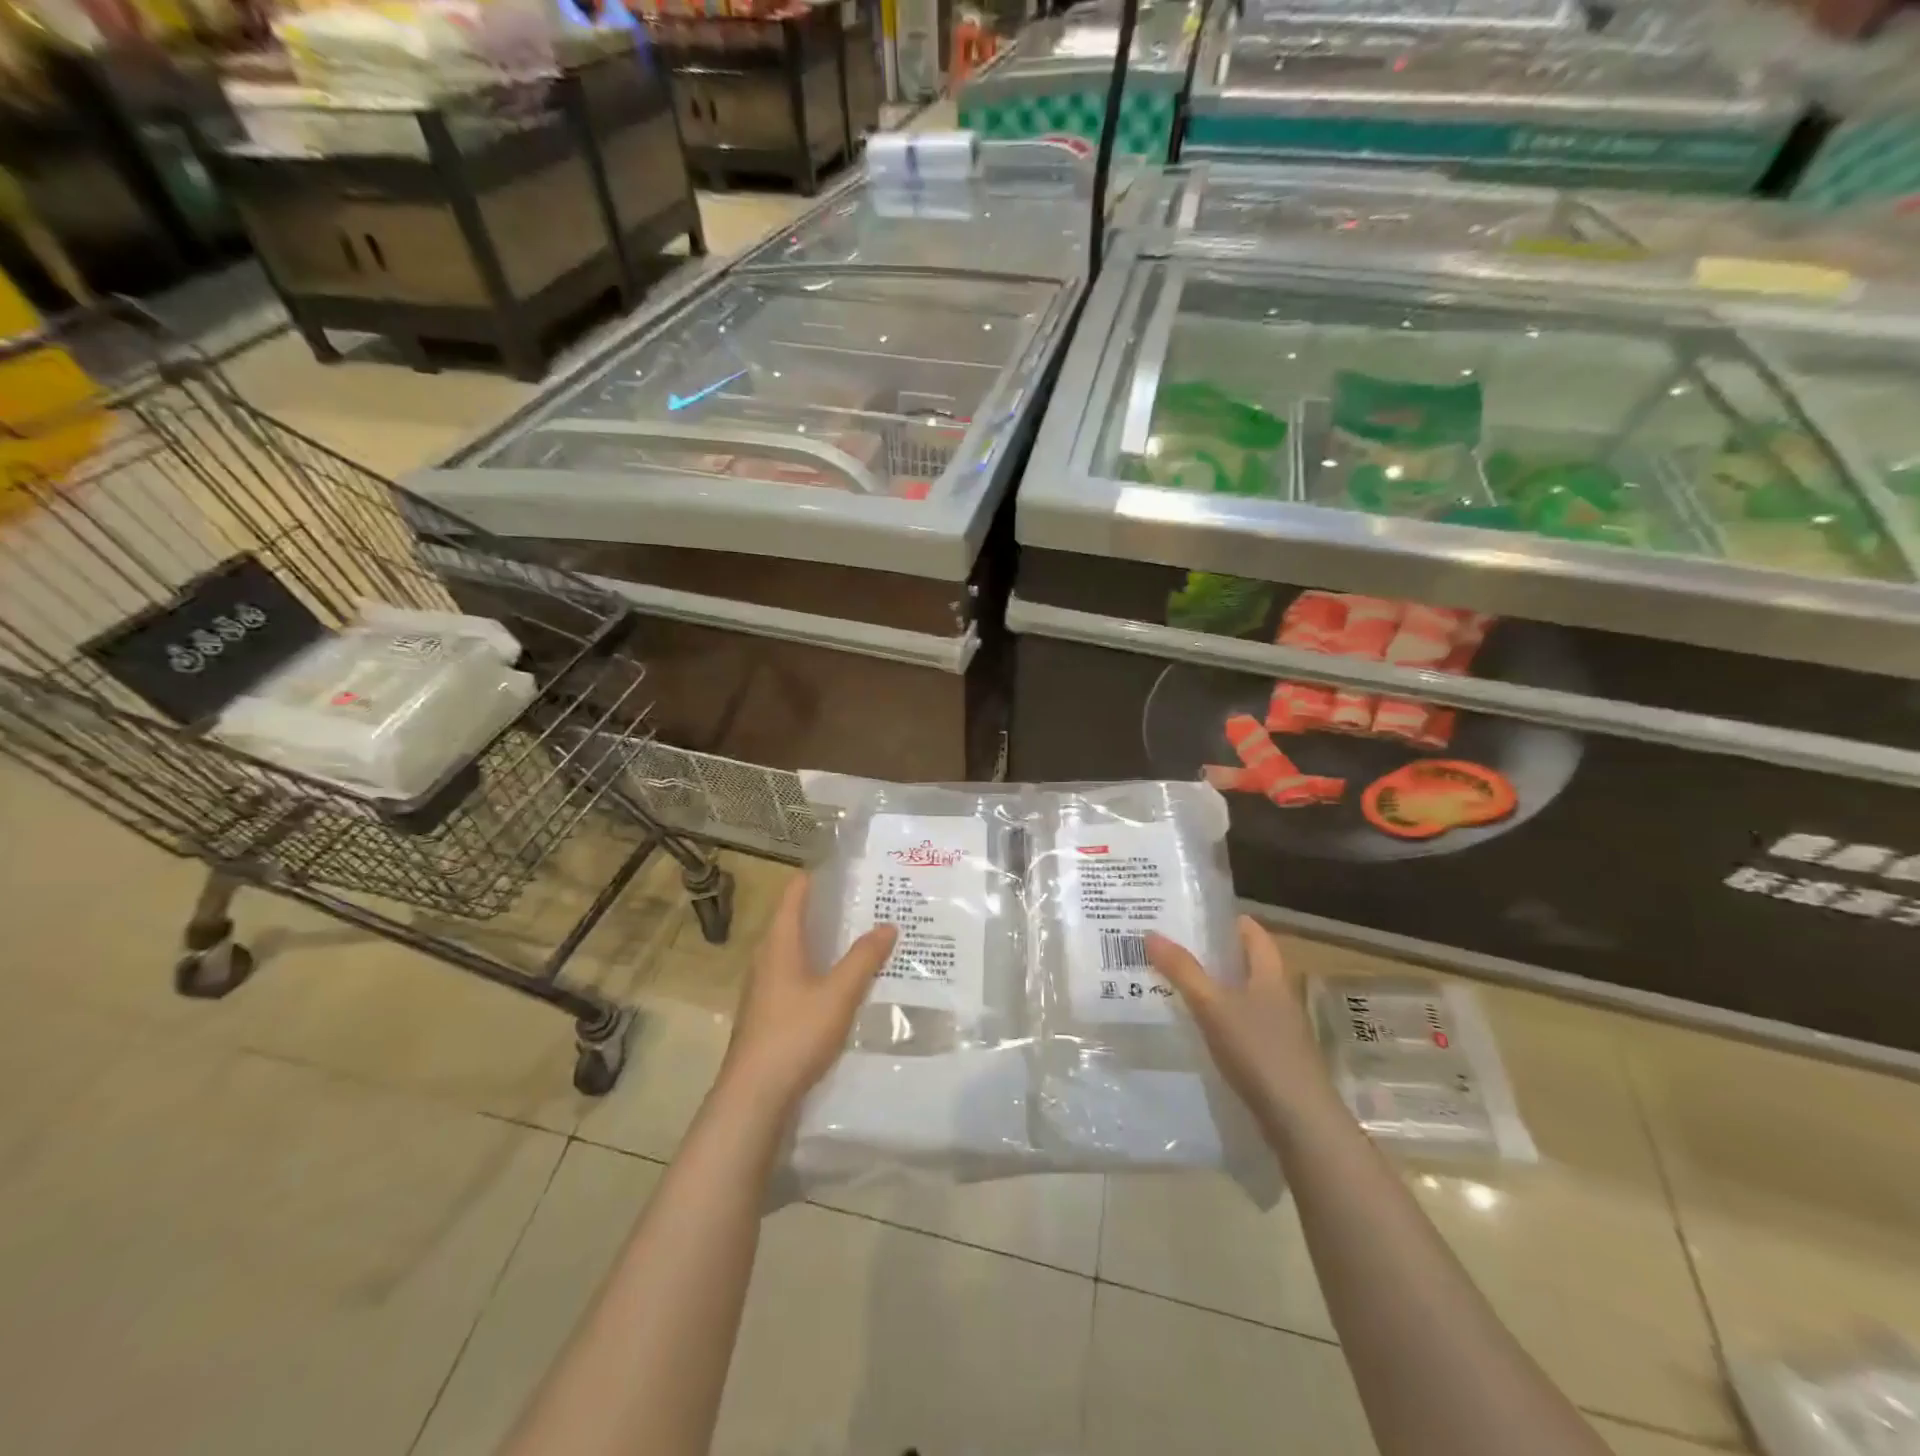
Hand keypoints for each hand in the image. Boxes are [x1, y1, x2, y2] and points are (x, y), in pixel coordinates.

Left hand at [719, 874, 896, 1113]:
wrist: (754, 1096)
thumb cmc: (795, 1034)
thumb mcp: (839, 994)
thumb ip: (864, 958)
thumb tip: (888, 924)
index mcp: (779, 943)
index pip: (794, 892)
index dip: (818, 877)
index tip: (850, 870)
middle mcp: (766, 958)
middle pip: (796, 920)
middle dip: (830, 910)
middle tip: (869, 903)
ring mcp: (764, 987)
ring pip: (797, 950)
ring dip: (826, 942)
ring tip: (863, 939)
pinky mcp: (768, 1013)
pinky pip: (797, 976)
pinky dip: (820, 969)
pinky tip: (843, 983)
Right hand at [1147, 916, 1334, 1129]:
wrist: (1299, 1120)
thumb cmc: (1259, 1050)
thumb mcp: (1213, 1006)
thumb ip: (1183, 971)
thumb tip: (1151, 933)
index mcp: (1270, 975)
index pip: (1254, 933)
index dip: (1228, 920)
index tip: (1195, 915)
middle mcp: (1278, 996)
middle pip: (1245, 964)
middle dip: (1212, 954)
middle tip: (1172, 946)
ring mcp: (1277, 1029)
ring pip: (1241, 995)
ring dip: (1213, 987)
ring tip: (1174, 982)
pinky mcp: (1271, 1057)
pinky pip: (1240, 1024)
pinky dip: (1218, 1018)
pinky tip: (1195, 1027)